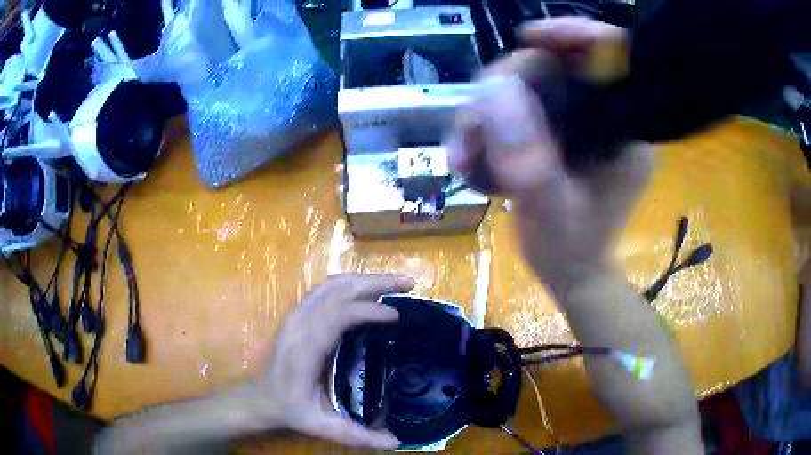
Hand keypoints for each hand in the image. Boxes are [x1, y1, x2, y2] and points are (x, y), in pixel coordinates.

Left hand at [260, 274, 413, 448]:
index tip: (396, 316)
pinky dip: (350, 284)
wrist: (259, 397)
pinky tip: (367, 289)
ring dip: (365, 279)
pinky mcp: (297, 314)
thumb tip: (396, 443)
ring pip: (331, 284)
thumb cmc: (290, 409)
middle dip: (375, 282)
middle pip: (337, 291)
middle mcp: (299, 325)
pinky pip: (325, 289)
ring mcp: (296, 315)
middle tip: (409, 284)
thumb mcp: (322, 427)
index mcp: (305, 350)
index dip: (368, 311)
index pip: (337, 317)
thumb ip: (358, 436)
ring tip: (395, 283)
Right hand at [447, 19, 649, 299]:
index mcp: (623, 128)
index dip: (572, 34)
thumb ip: (526, 154)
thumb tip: (492, 89)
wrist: (571, 274)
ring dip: (482, 119)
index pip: (608, 56)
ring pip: (522, 89)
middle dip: (500, 93)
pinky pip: (513, 111)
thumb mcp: (549, 207)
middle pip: (549, 68)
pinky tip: (470, 162)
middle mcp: (602, 117)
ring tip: (463, 158)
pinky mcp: (554, 133)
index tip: (528, 36)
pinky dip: (485, 132)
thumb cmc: (572, 251)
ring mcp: (575, 124)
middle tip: (470, 136)